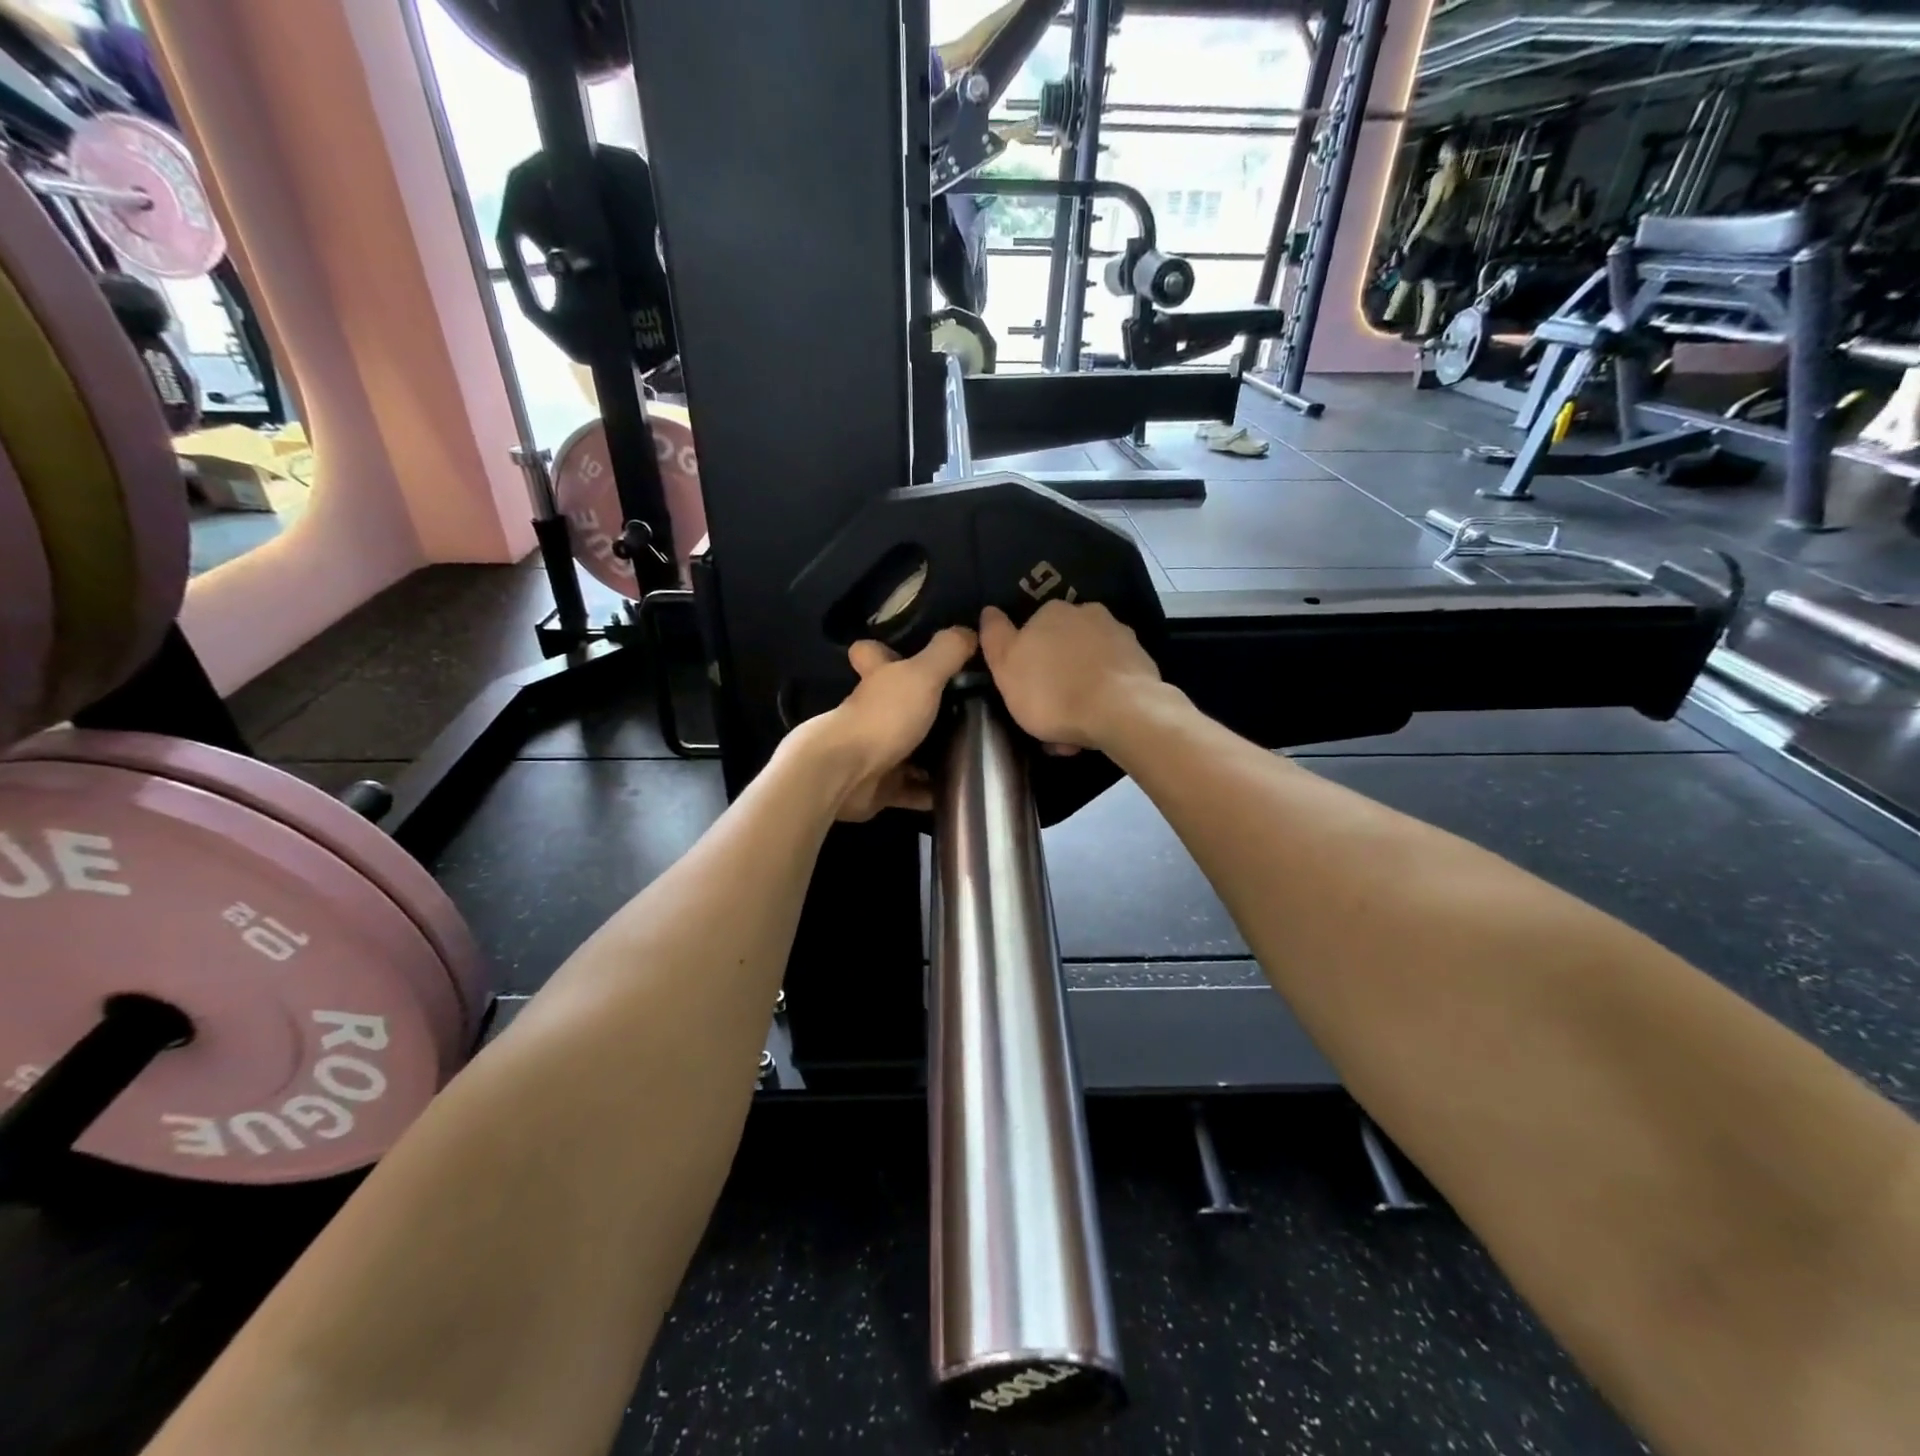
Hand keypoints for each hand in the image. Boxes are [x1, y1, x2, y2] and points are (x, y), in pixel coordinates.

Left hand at [808, 627, 977, 820]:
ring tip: (976, 752)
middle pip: (897, 705)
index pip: (872, 653)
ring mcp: (875, 751)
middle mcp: (872, 713)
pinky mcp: (881, 786)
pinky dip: (932, 792)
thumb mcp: (922, 675)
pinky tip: (961, 790)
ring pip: (908, 748)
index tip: (912, 652)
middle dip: (925, 708)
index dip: (886, 649)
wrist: (846, 775)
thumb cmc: (883, 717)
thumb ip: (947, 652)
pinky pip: (913, 789)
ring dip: (934, 754)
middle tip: (969, 709)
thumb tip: (969, 631)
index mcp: (878, 679)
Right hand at [979, 601, 1163, 751]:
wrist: (1121, 712)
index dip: (1025, 663)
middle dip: (1055, 680)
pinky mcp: (1142, 662)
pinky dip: (1102, 700)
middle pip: (1062, 650)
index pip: (1031, 631)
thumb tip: (990, 611)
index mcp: (1052, 612)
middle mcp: (1088, 614)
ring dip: (1079, 694)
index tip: (1023, 692)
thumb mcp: (1005, 667)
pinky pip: (1112, 682)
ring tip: (1074, 733)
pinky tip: (1097, 727)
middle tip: (1049, 718)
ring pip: (1088, 668)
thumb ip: (995, 637)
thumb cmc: (1052, 692)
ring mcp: (1119, 637)